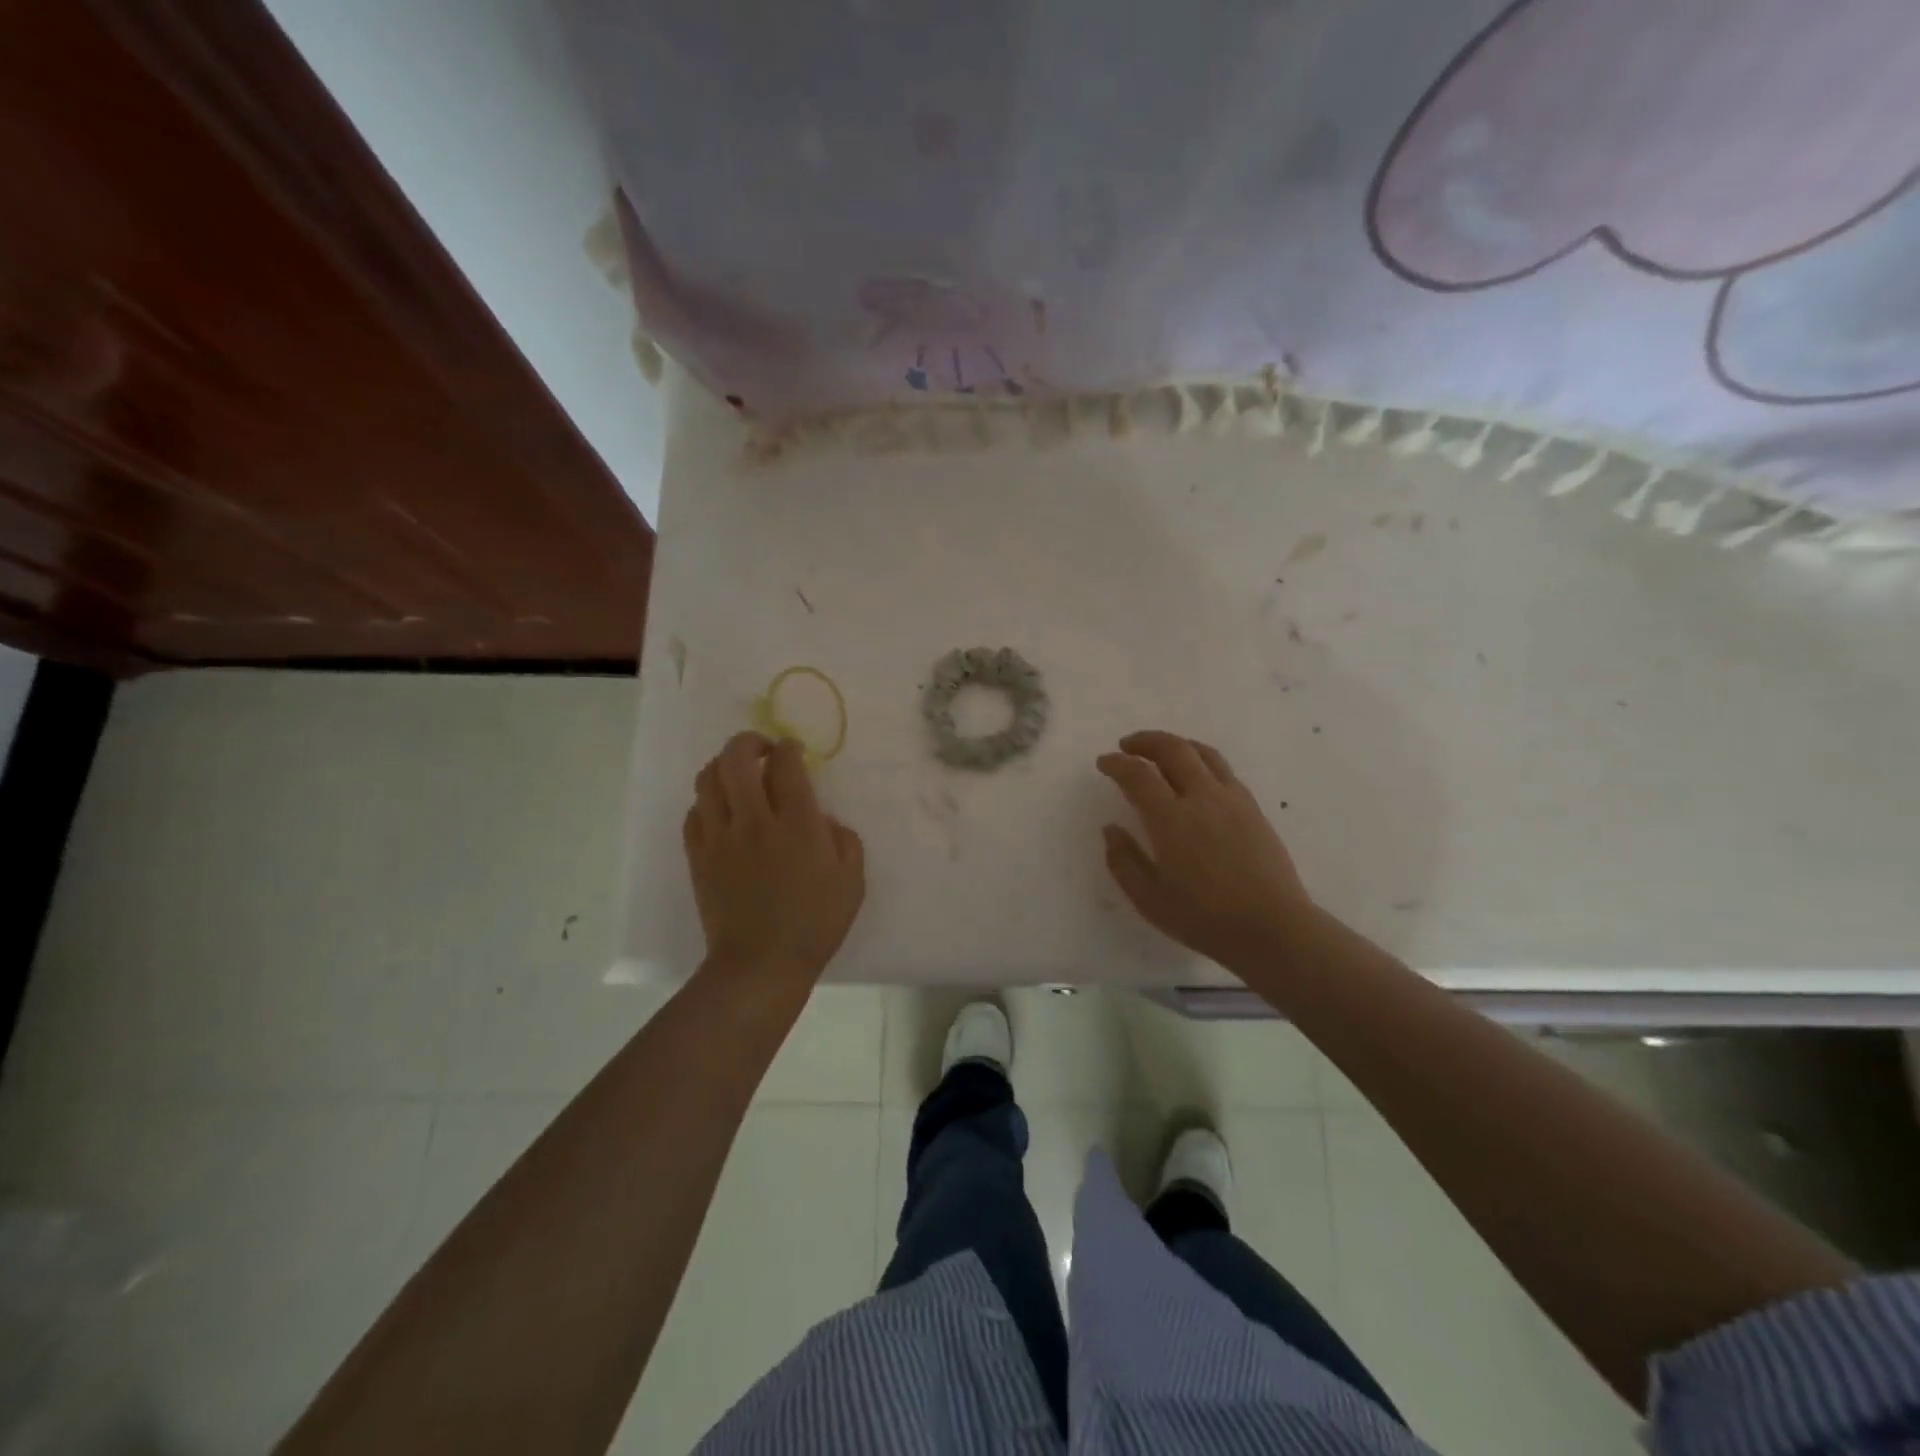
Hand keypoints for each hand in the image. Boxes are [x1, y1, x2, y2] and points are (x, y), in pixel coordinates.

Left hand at [684, 733, 865, 988]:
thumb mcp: (852, 882)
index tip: (794, 751)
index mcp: (797, 824)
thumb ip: (845, 841)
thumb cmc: (814, 924)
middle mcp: (755, 820)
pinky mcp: (698, 856)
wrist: (760, 965)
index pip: (786, 764)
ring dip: (722, 765)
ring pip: (708, 779)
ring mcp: (720, 837)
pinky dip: (707, 801)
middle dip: (749, 742)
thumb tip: (823, 820)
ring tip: (737, 773)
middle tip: (762, 749)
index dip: (790, 748)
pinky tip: (721, 811)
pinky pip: (694, 813)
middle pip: (737, 758)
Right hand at [1096, 730, 1312, 970]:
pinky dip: (1200, 759)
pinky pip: (1222, 769)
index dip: (1117, 763)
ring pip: (1202, 752)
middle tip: (1127, 746)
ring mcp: (1232, 799)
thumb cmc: (1204, 918)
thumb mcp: (1149, 899)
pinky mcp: (1253, 808)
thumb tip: (1111, 829)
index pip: (1138, 775)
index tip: (1104, 762)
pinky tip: (1195, 776)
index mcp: (1171, 819)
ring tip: (1161, 751)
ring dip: (1176, 744)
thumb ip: (1123, 861)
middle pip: (1173, 749)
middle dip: (1145, 741)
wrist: (1272, 928)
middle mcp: (1202, 798)